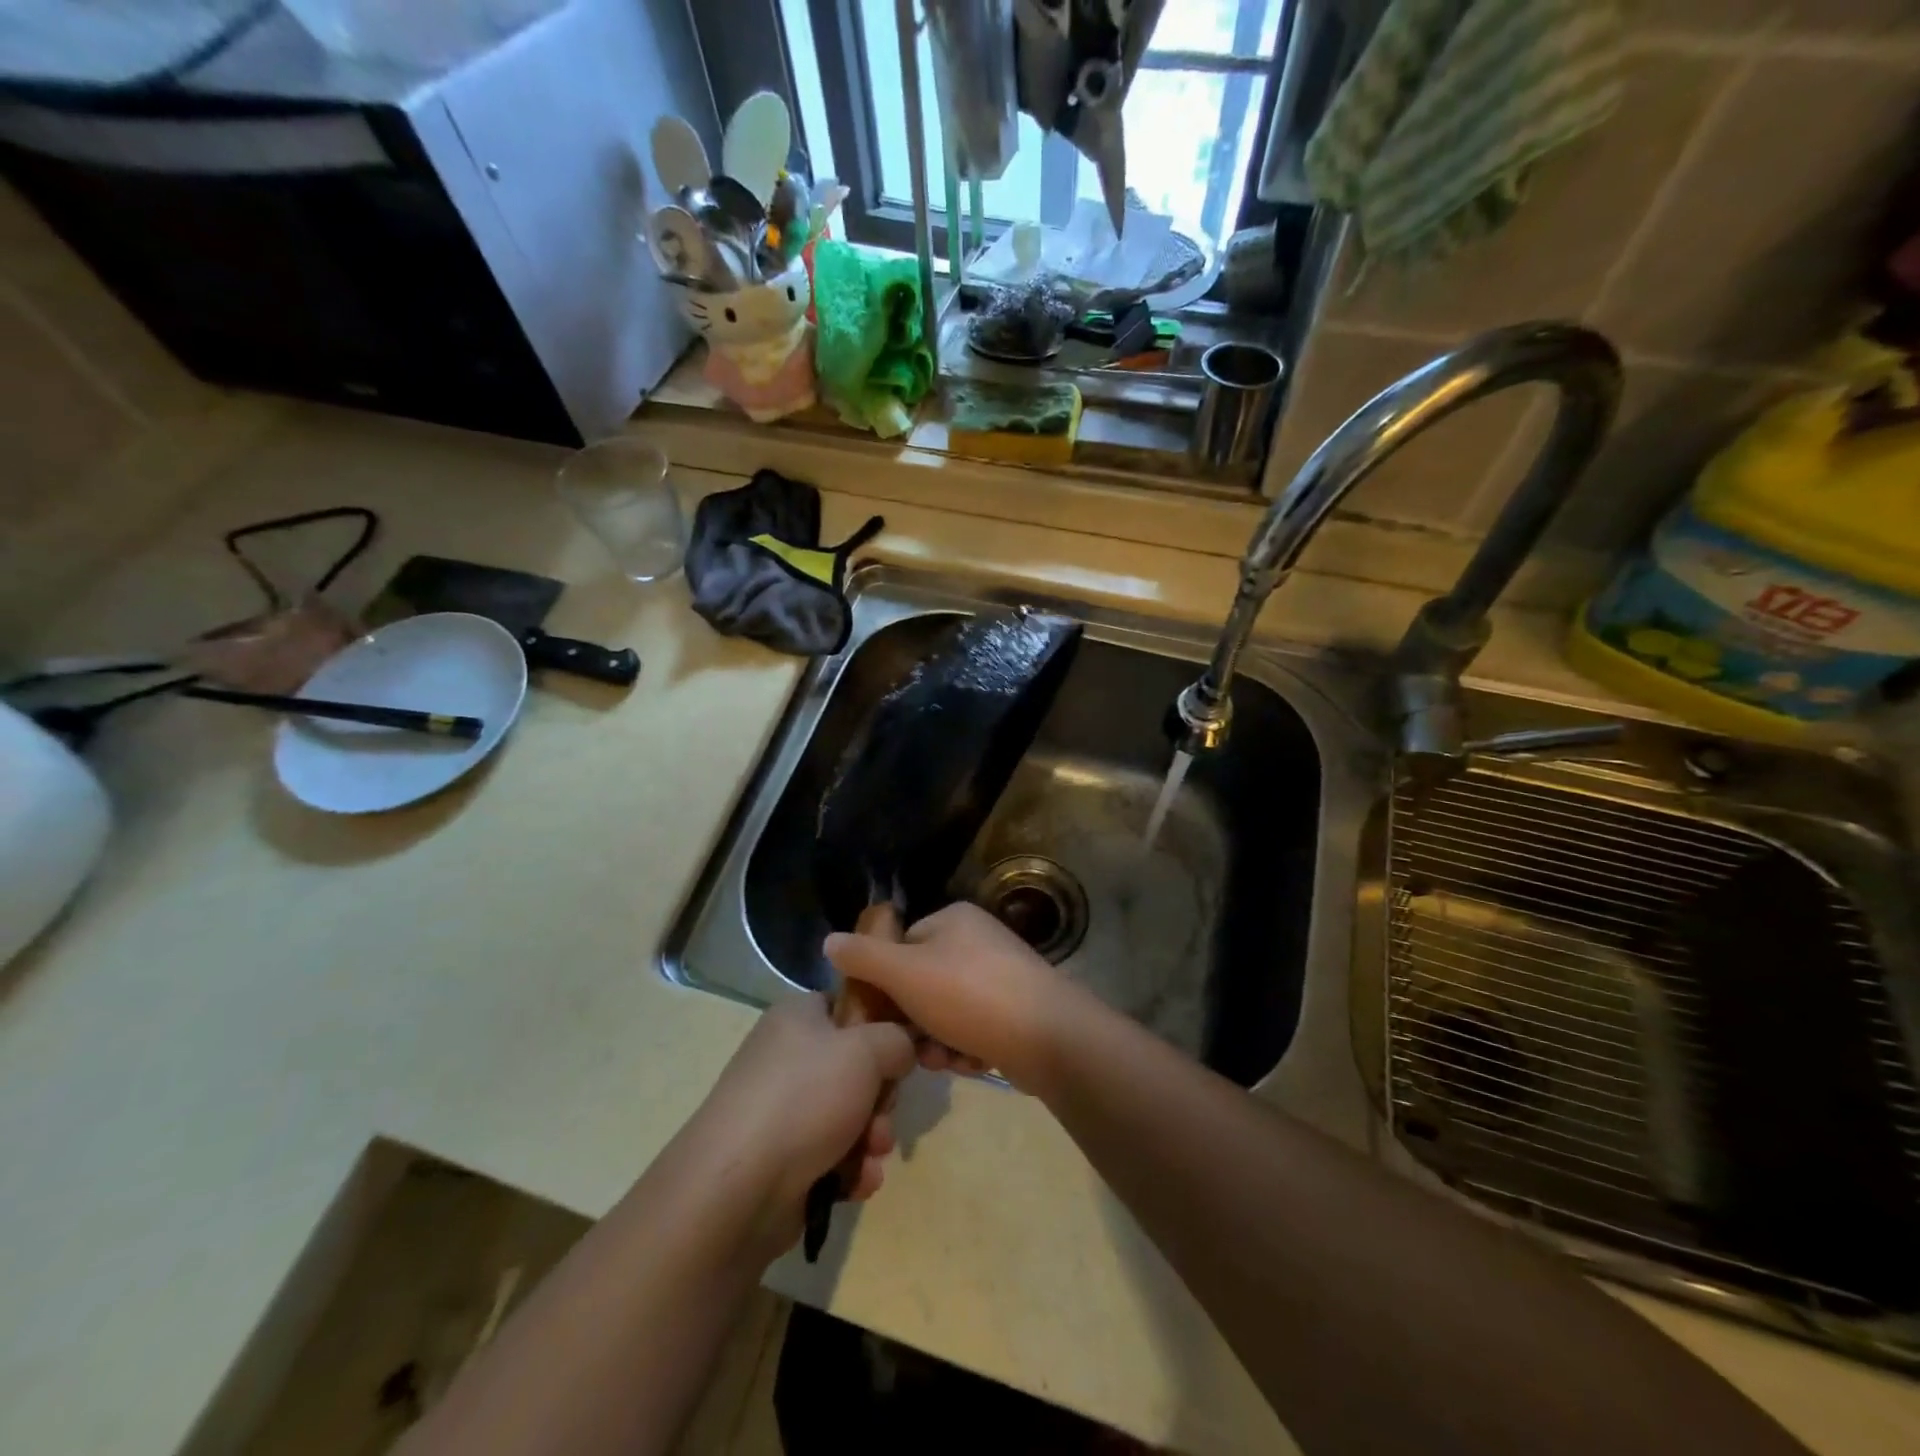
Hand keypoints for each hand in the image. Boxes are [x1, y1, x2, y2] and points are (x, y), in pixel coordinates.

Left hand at [690, 995, 913, 1249]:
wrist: (738, 1189)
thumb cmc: (805, 1098)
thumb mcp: (866, 1050)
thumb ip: (897, 1038)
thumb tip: (902, 1047)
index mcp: (798, 1017)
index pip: (850, 1006)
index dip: (881, 1027)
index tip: (902, 1052)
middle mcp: (788, 1057)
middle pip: (857, 1066)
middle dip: (881, 1098)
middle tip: (882, 1113)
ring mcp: (783, 1110)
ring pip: (851, 1115)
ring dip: (871, 1137)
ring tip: (870, 1154)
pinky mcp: (783, 1159)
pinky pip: (834, 1155)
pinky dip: (850, 1168)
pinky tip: (855, 1182)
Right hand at [824, 901, 1094, 1092]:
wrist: (1047, 1037)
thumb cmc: (969, 995)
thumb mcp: (904, 973)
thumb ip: (864, 957)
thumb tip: (829, 940)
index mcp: (953, 919)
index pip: (901, 945)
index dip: (886, 982)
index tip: (880, 1015)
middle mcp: (978, 940)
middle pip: (923, 983)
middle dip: (915, 1022)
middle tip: (915, 1047)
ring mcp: (1001, 975)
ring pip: (946, 1011)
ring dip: (939, 1041)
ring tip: (946, 1059)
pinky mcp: (1017, 1010)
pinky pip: (975, 1027)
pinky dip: (967, 1047)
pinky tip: (972, 1062)